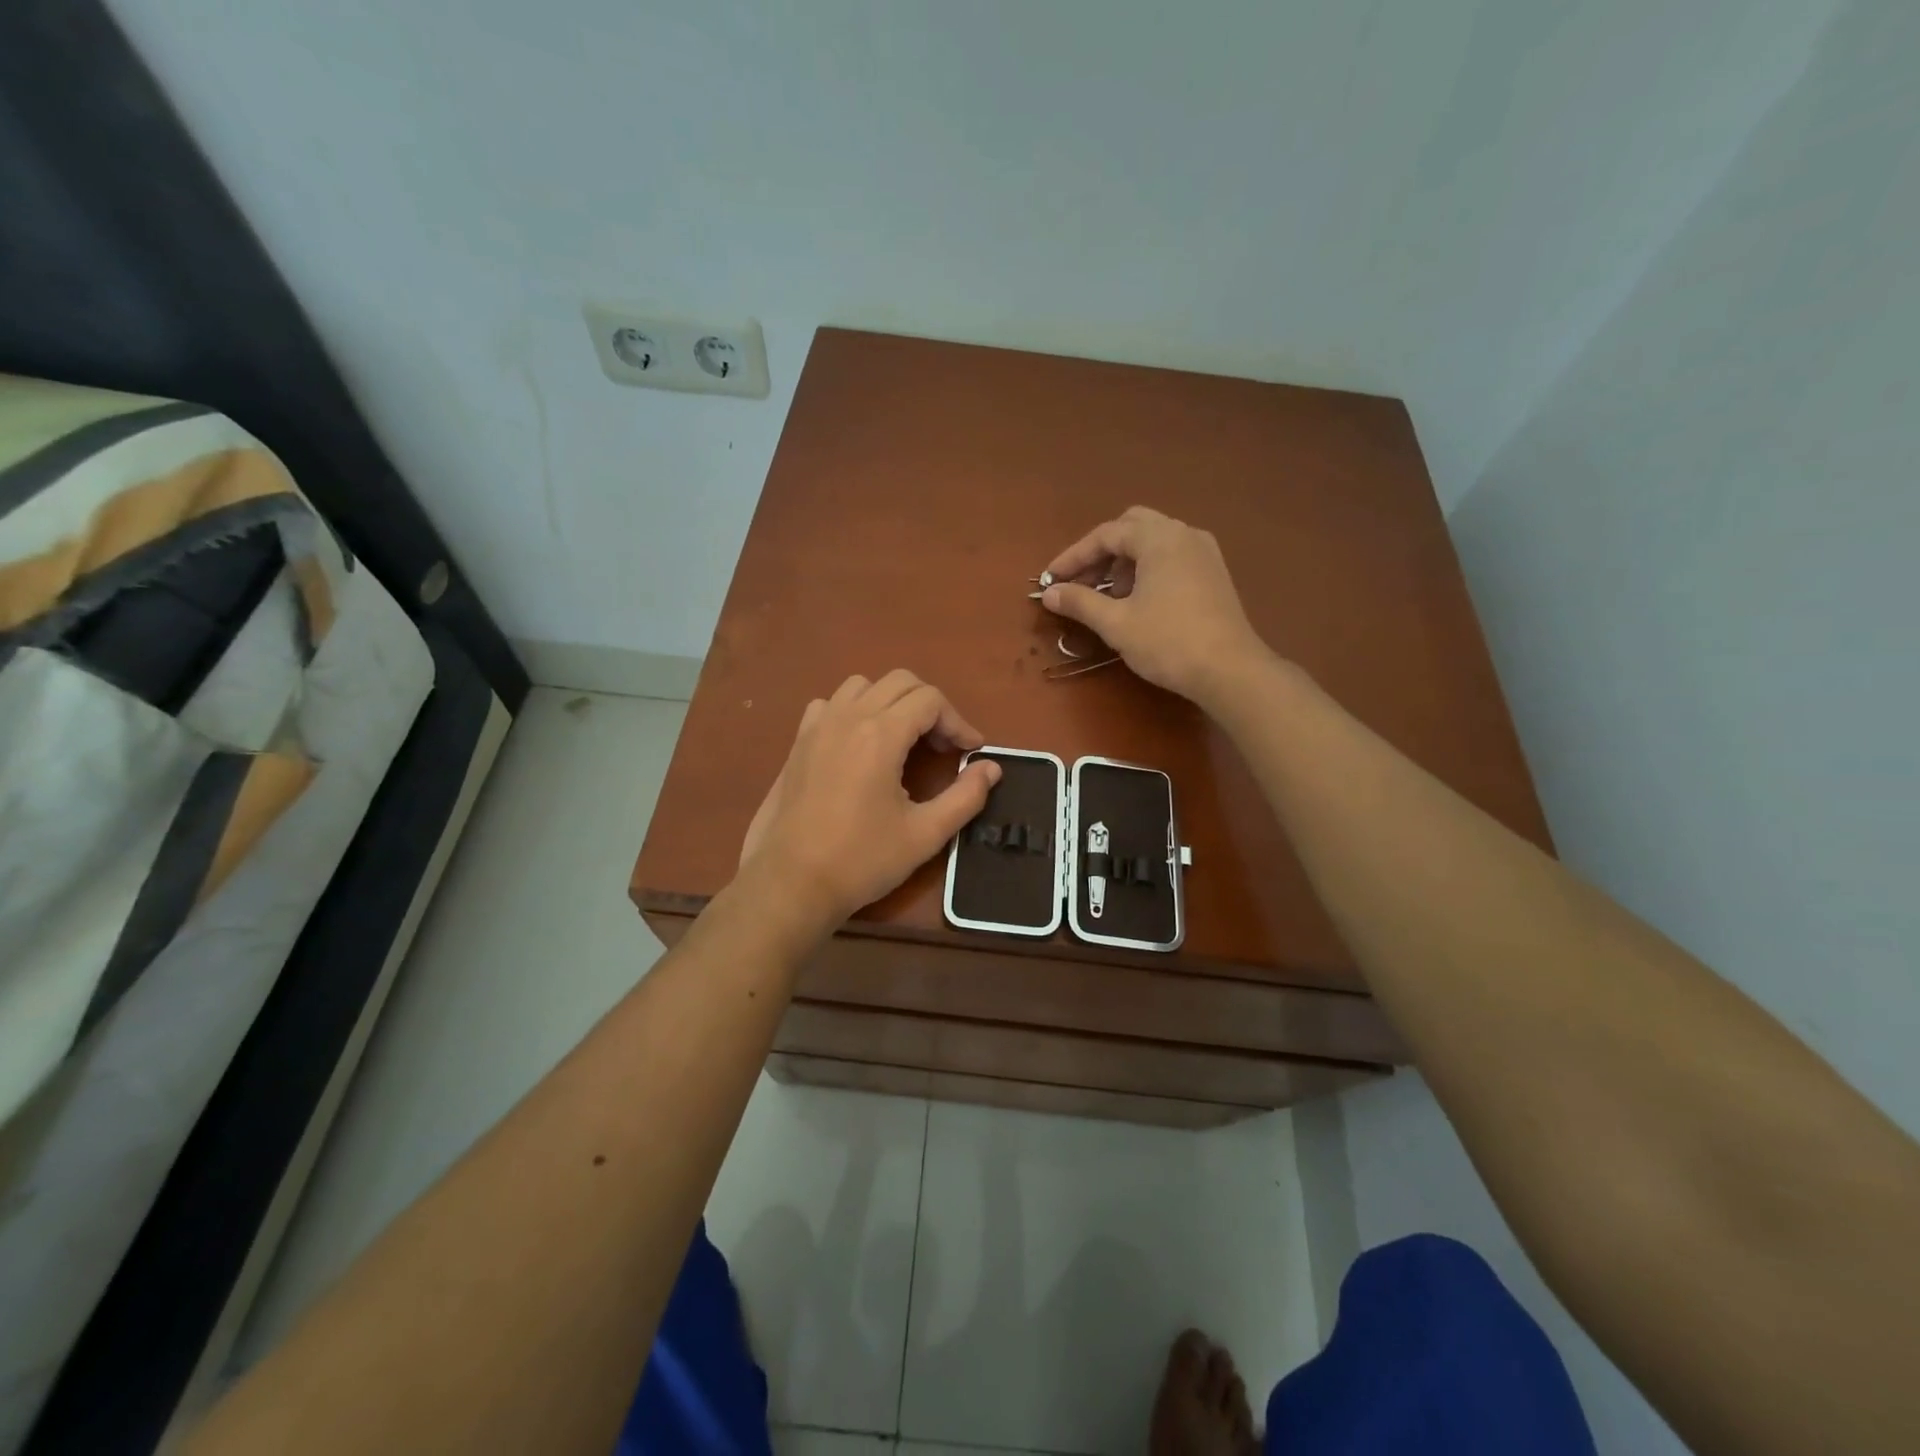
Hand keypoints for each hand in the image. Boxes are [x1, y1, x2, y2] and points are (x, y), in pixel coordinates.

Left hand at [738, 671, 1002, 923]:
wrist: (791, 883)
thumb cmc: (862, 860)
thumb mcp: (925, 834)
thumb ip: (965, 796)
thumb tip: (992, 768)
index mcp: (881, 734)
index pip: (931, 700)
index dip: (958, 722)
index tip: (971, 752)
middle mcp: (848, 717)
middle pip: (900, 682)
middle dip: (930, 706)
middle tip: (942, 746)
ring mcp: (818, 727)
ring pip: (862, 686)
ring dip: (891, 702)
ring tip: (904, 739)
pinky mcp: (798, 743)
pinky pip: (830, 705)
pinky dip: (853, 711)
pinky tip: (859, 744)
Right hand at [1040, 506, 1266, 704]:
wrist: (1230, 670)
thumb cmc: (1168, 642)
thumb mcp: (1116, 623)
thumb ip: (1080, 603)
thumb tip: (1050, 594)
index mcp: (1160, 538)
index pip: (1106, 534)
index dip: (1073, 556)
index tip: (1051, 580)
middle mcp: (1184, 534)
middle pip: (1132, 527)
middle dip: (1101, 552)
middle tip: (1081, 582)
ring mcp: (1204, 552)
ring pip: (1154, 541)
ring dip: (1124, 561)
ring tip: (1107, 596)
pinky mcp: (1214, 573)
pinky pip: (1172, 556)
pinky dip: (1148, 569)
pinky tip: (1138, 600)